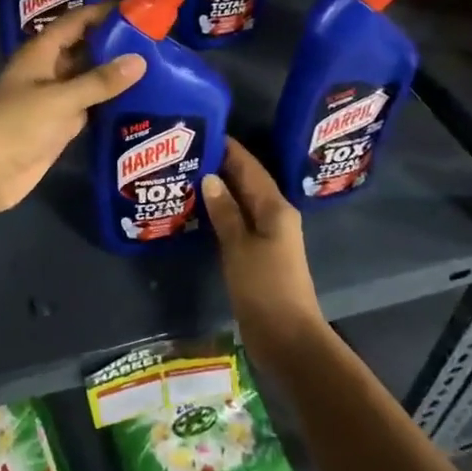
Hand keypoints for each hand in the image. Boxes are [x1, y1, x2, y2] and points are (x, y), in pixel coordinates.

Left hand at [0, 4, 144, 216]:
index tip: (137, 8)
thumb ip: (99, 81)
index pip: (76, 22)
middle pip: (84, 48)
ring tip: (156, 65)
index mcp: (41, 53)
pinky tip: (139, 100)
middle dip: (114, 43)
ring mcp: (54, 98)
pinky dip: (109, 102)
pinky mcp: (60, 124)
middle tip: (156, 39)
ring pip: (88, 78)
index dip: (102, 13)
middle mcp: (48, 70)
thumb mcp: (61, 99)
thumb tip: (140, 60)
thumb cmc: (17, 124)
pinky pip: (89, 106)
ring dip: (114, 74)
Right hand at [202, 139, 327, 365]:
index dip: (228, 148)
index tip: (201, 131)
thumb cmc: (264, 287)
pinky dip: (220, 211)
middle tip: (184, 152)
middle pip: (246, 181)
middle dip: (220, 166)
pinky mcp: (258, 254)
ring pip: (240, 202)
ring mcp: (268, 236)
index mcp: (275, 208)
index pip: (249, 167)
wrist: (287, 339)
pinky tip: (197, 210)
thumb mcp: (239, 246)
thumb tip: (210, 177)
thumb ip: (225, 211)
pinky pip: (237, 221)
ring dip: (218, 189)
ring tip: (185, 175)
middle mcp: (274, 216)